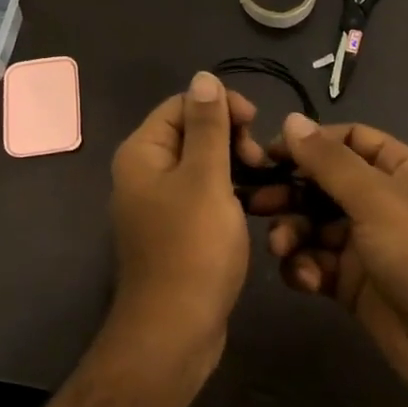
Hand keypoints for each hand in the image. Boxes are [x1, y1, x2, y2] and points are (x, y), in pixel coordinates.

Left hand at [109, 71, 265, 357]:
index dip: (221, 106)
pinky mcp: (176, 231)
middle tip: (260, 162)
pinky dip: (228, 193)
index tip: (256, 124)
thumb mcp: (206, 178)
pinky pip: (204, 195)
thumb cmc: (193, 249)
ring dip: (235, 166)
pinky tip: (253, 205)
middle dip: (231, 137)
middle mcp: (145, 173)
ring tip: (264, 184)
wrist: (176, 330)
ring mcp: (159, 205)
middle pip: (192, 132)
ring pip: (203, 165)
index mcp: (143, 153)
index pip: (182, 104)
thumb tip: (203, 76)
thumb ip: (208, 125)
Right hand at [260, 114, 407, 399]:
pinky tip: (308, 279)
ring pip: (316, 225)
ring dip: (294, 233)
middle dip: (291, 193)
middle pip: (325, 184)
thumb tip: (291, 120)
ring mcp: (368, 244)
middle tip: (255, 202)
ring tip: (281, 246)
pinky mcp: (355, 282)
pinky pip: (319, 263)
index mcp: (401, 170)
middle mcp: (384, 201)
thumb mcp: (375, 198)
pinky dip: (307, 268)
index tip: (269, 153)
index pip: (350, 140)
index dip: (311, 143)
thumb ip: (328, 161)